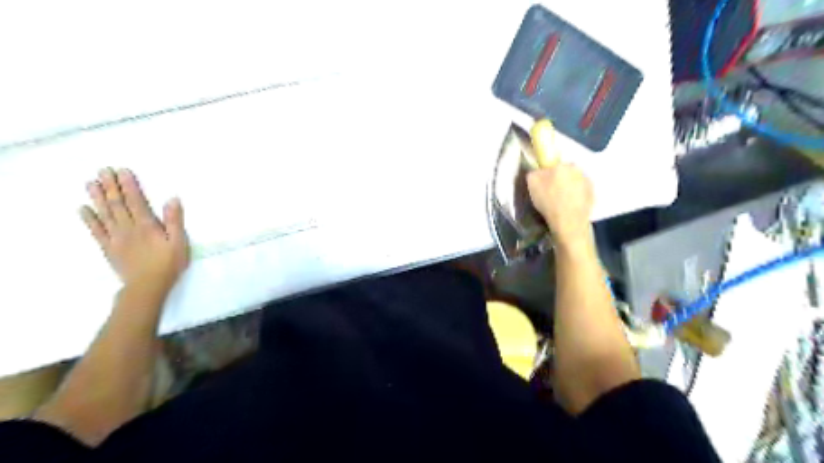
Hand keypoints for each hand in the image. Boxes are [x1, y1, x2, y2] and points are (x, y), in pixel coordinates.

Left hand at [79, 169, 188, 293]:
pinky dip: (89, 219)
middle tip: (103, 170)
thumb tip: (172, 199)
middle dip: (111, 186)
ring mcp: (115, 238)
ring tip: (90, 182)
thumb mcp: (179, 242)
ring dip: (97, 197)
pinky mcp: (108, 248)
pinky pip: (96, 231)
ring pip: (105, 214)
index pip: (136, 201)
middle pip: (117, 204)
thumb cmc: (168, 264)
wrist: (147, 286)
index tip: (122, 170)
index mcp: (146, 225)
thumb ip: (175, 221)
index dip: (129, 185)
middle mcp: (128, 228)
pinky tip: (83, 208)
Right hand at [528, 122, 592, 248]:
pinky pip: (582, 192)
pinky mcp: (593, 194)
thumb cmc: (548, 201)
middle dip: (560, 179)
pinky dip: (576, 197)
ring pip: (575, 181)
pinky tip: (569, 206)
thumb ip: (534, 172)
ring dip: (569, 188)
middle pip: (566, 171)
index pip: (554, 163)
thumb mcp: (531, 184)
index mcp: (562, 165)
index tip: (546, 181)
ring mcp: (587, 182)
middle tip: (551, 193)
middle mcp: (577, 169)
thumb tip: (538, 169)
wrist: (568, 221)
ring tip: (561, 202)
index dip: (549, 171)